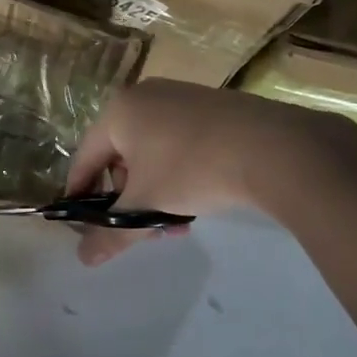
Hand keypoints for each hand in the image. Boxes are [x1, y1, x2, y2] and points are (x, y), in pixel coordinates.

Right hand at [65, 80, 356, 266]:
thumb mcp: (146, 205)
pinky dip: (179, 172)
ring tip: (175, 223)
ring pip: (152, 152)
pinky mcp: (213, 105)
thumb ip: (111, 233)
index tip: (81, 224)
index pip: (85, 158)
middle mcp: (144, 96)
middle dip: (128, 198)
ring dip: (155, 191)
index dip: (80, 194)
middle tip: (141, 229)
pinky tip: (198, 199)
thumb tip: (83, 259)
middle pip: (120, 156)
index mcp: (118, 111)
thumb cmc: (191, 169)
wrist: (276, 148)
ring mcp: (181, 97)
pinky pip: (179, 142)